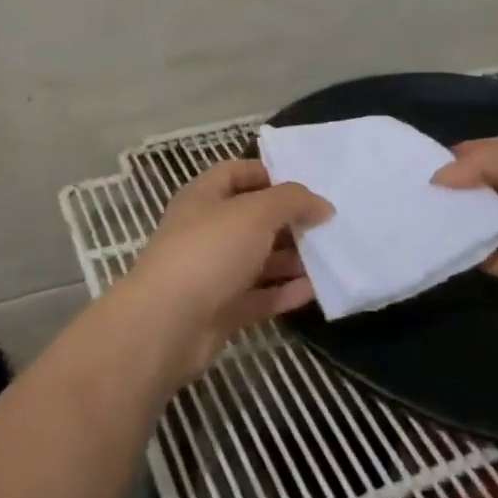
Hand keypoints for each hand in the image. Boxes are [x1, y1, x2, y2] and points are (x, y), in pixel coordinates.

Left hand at [116, 160, 331, 385]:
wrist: (167, 324)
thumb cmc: (210, 251)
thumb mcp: (256, 212)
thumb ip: (292, 201)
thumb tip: (322, 204)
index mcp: (204, 197)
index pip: (236, 173)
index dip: (269, 174)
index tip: (307, 185)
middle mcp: (206, 230)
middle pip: (252, 218)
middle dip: (288, 220)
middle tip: (328, 224)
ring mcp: (212, 272)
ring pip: (258, 259)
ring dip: (292, 258)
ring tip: (330, 256)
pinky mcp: (221, 310)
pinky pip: (259, 296)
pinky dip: (285, 292)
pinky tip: (316, 290)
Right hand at [433, 136, 497, 324]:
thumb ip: (484, 164)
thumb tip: (438, 178)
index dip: (465, 155)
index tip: (426, 166)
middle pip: (496, 184)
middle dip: (462, 189)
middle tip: (421, 196)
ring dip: (470, 222)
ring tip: (429, 224)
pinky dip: (482, 258)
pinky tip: (454, 254)